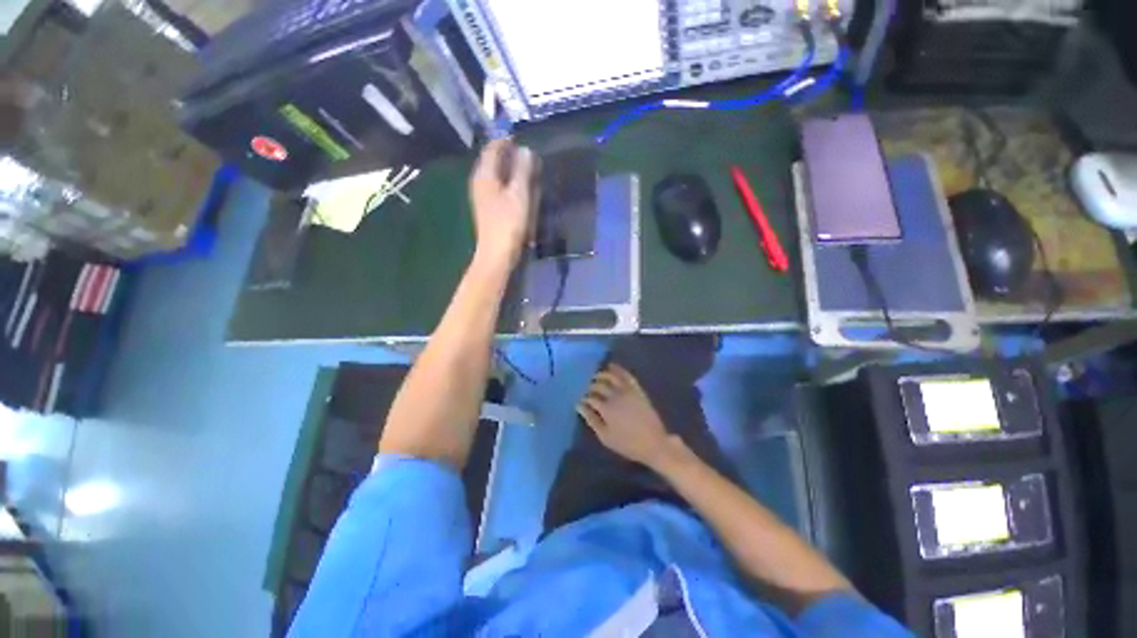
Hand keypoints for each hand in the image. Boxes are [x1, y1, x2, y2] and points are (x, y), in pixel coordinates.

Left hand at [469, 139, 534, 267]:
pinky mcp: (488, 209)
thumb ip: (523, 170)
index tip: (518, 136)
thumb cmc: (508, 223)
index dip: (504, 141)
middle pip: (491, 161)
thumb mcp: (519, 194)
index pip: (492, 149)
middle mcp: (479, 182)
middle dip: (506, 154)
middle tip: (524, 152)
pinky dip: (507, 182)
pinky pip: (497, 187)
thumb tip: (526, 150)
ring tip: (523, 167)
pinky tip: (517, 187)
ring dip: (507, 169)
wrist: (497, 253)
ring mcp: (482, 197)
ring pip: (494, 175)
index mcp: (484, 175)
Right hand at [577, 364, 674, 468]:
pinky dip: (618, 369)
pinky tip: (611, 366)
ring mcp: (627, 391)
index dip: (584, 398)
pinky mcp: (637, 389)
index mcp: (606, 409)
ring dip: (601, 374)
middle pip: (599, 385)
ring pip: (611, 376)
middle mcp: (615, 396)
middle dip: (590, 386)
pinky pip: (626, 375)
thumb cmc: (627, 444)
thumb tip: (580, 407)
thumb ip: (592, 420)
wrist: (654, 443)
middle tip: (586, 388)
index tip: (580, 399)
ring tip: (596, 376)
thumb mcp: (606, 437)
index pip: (590, 398)